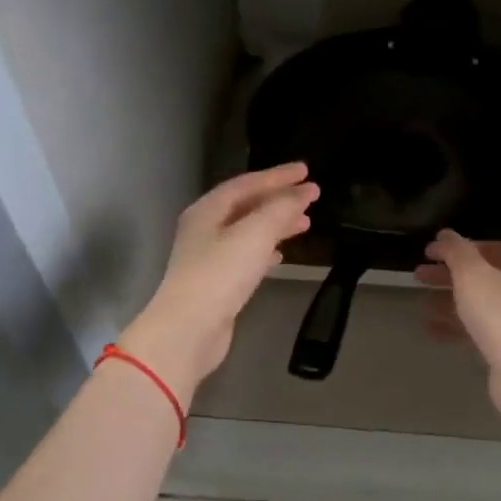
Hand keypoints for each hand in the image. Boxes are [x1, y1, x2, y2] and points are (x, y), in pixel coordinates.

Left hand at [119, 163, 318, 404]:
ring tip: (304, 223)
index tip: (306, 171)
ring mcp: (209, 257)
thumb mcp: (254, 234)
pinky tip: (281, 256)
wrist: (189, 329)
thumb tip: (302, 193)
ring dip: (276, 224)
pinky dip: (267, 251)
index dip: (278, 176)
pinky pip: (247, 256)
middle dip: (279, 199)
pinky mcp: (217, 283)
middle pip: (247, 206)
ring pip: (249, 231)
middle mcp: (205, 229)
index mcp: (207, 210)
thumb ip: (280, 210)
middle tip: (311, 196)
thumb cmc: (219, 275)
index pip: (246, 183)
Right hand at [416, 229, 500, 439]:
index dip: (460, 247)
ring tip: (420, 303)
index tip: (430, 251)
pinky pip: (474, 333)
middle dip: (449, 274)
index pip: (490, 249)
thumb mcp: (473, 275)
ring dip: (448, 301)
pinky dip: (452, 328)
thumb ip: (456, 252)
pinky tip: (429, 330)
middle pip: (481, 277)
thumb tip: (444, 234)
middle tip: (417, 275)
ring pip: (476, 306)